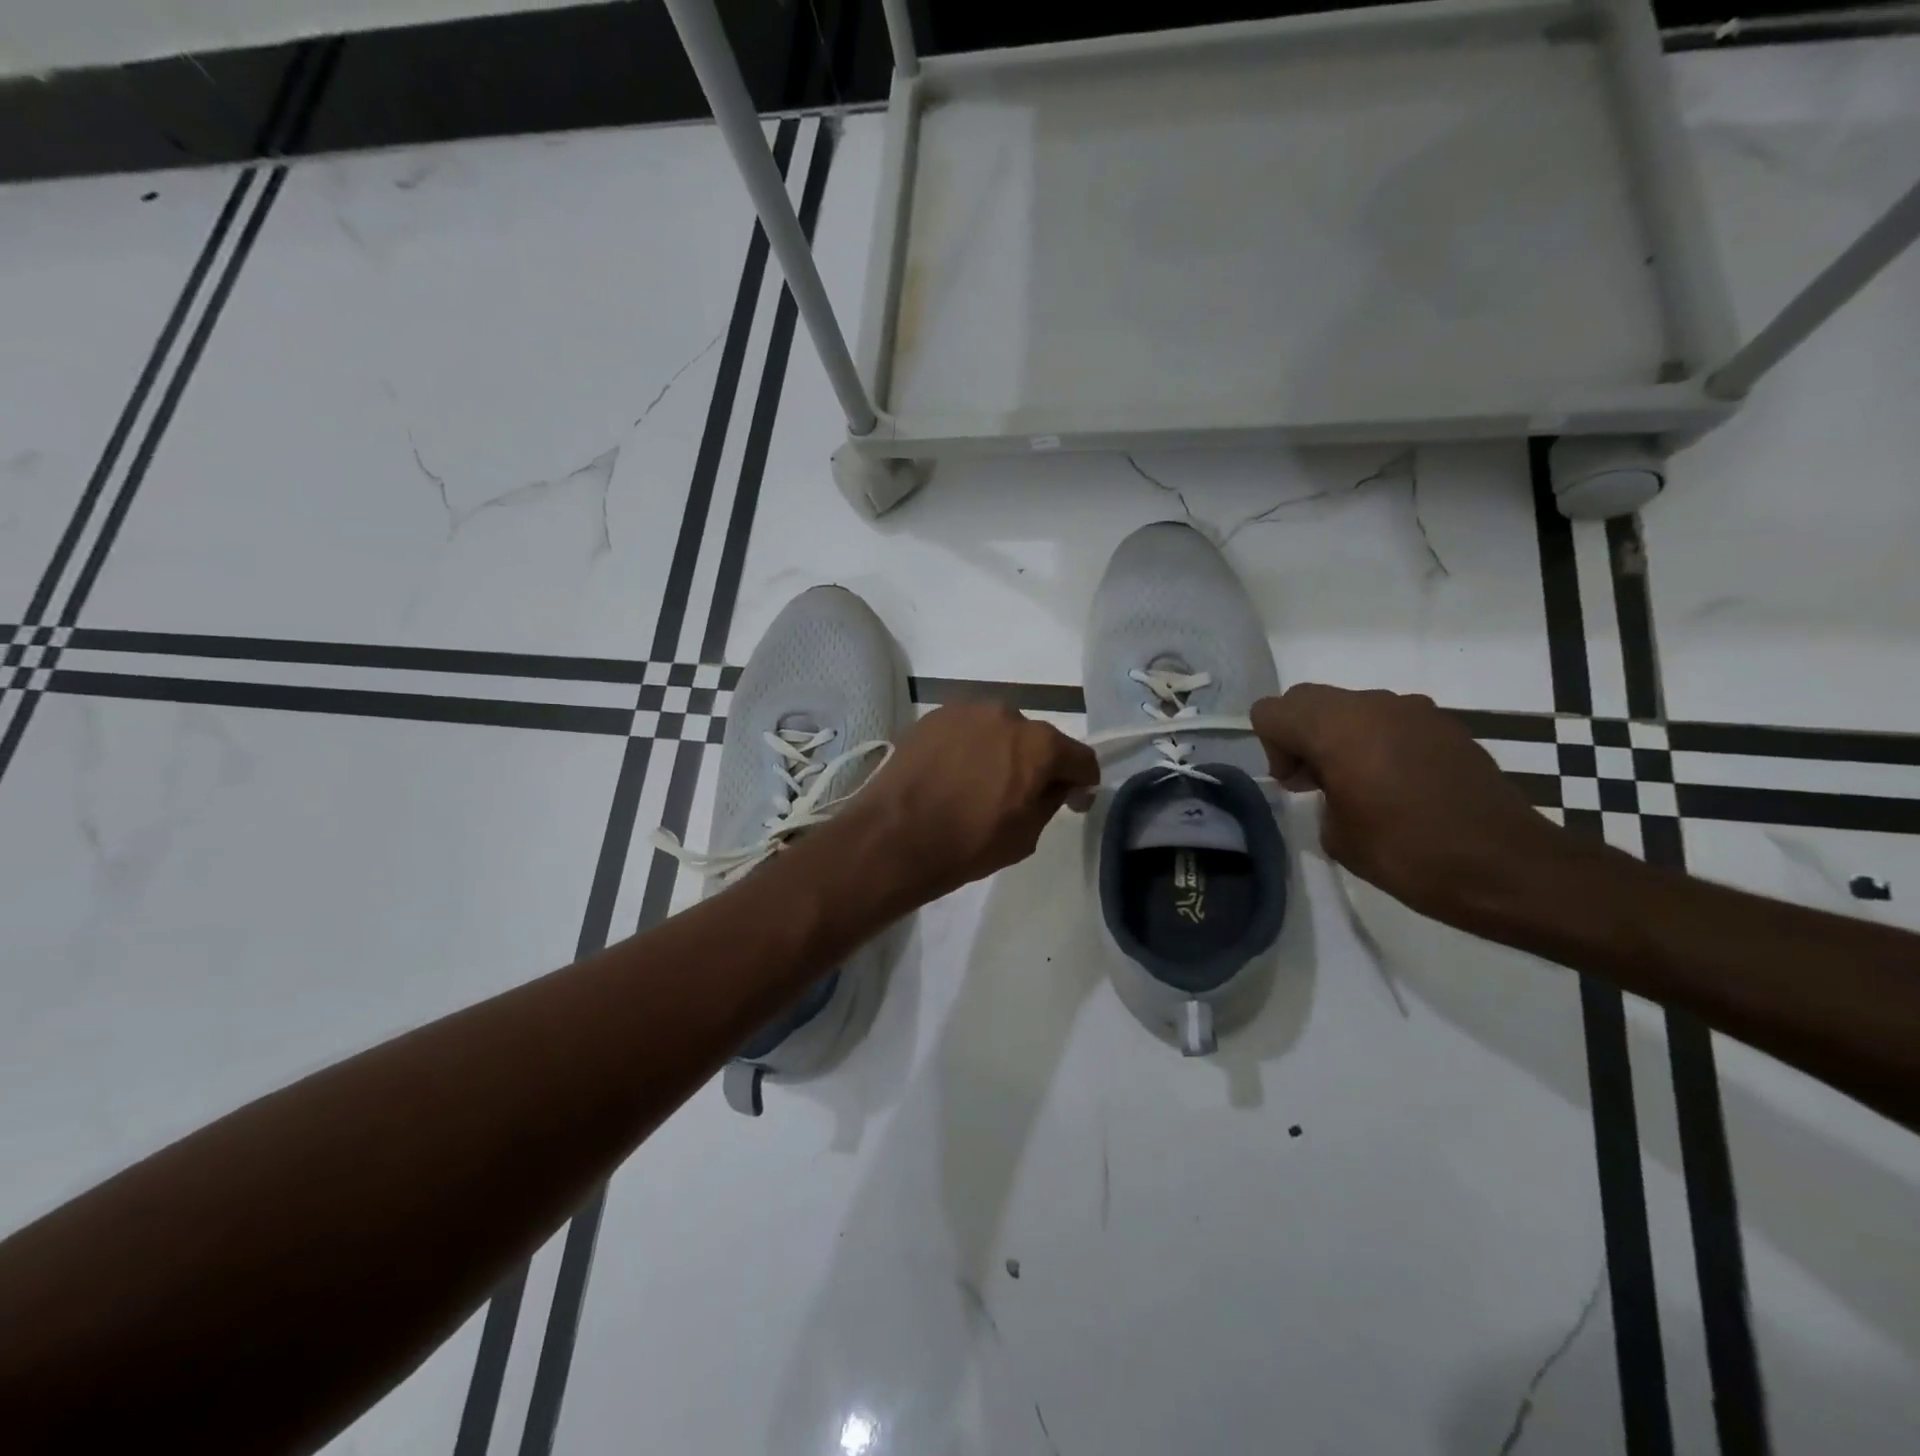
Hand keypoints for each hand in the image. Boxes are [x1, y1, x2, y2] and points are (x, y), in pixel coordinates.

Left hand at [834, 702, 1099, 908]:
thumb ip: (1050, 800)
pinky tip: (952, 773)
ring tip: (979, 783)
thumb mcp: (1026, 835)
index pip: (1080, 757)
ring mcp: (966, 711)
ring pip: (998, 730)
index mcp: (1039, 745)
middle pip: (1037, 739)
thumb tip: (1058, 785)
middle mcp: (1007, 715)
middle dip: (1037, 764)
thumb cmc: (968, 843)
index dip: (1082, 782)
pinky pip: (965, 730)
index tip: (1073, 801)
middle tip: (1020, 793)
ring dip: (1000, 751)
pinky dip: (968, 747)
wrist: (894, 837)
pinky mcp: (933, 717)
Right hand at [1251, 684, 1571, 926]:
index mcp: (1337, 728)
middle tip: (1319, 782)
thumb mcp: (1337, 835)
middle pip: (1308, 699)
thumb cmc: (1409, 854)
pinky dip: (1379, 742)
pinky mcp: (1446, 725)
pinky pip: (1390, 720)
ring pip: (1351, 707)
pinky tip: (1401, 786)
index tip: (1300, 785)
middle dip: (1301, 735)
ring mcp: (1414, 710)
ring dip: (1342, 736)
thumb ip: (1319, 793)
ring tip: (1363, 786)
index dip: (1273, 748)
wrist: (1508, 867)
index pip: (1273, 711)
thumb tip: (1332, 781)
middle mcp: (1373, 705)